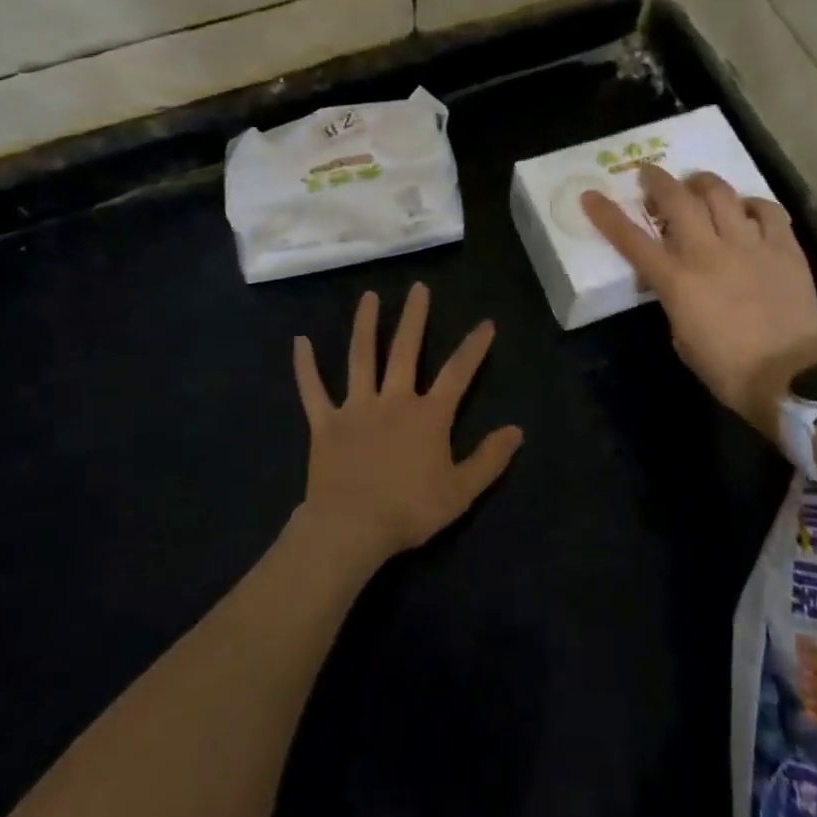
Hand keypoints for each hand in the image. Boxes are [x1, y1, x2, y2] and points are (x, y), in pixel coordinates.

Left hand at [292, 284, 523, 568]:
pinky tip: (300, 341)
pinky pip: (313, 390)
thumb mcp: (461, 491)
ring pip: (361, 358)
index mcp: (428, 415)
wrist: (352, 528)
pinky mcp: (326, 423)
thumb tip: (517, 430)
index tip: (486, 323)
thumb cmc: (409, 510)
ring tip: (368, 297)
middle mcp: (393, 400)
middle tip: (418, 288)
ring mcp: (356, 408)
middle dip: (414, 318)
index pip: (458, 373)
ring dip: (365, 325)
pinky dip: (305, 366)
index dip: (474, 347)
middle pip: (405, 350)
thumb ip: (489, 459)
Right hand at [582, 165, 816, 441]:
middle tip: (649, 174)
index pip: (631, 240)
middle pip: (677, 200)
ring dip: (702, 183)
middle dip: (657, 180)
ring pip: (721, 193)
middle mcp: (709, 252)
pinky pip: (767, 210)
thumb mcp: (681, 336)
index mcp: (677, 280)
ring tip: (697, 184)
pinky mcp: (784, 248)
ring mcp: (749, 245)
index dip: (607, 215)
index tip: (591, 196)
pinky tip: (746, 209)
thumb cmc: (726, 368)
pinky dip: (752, 204)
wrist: (790, 379)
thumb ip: (673, 298)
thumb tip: (675, 278)